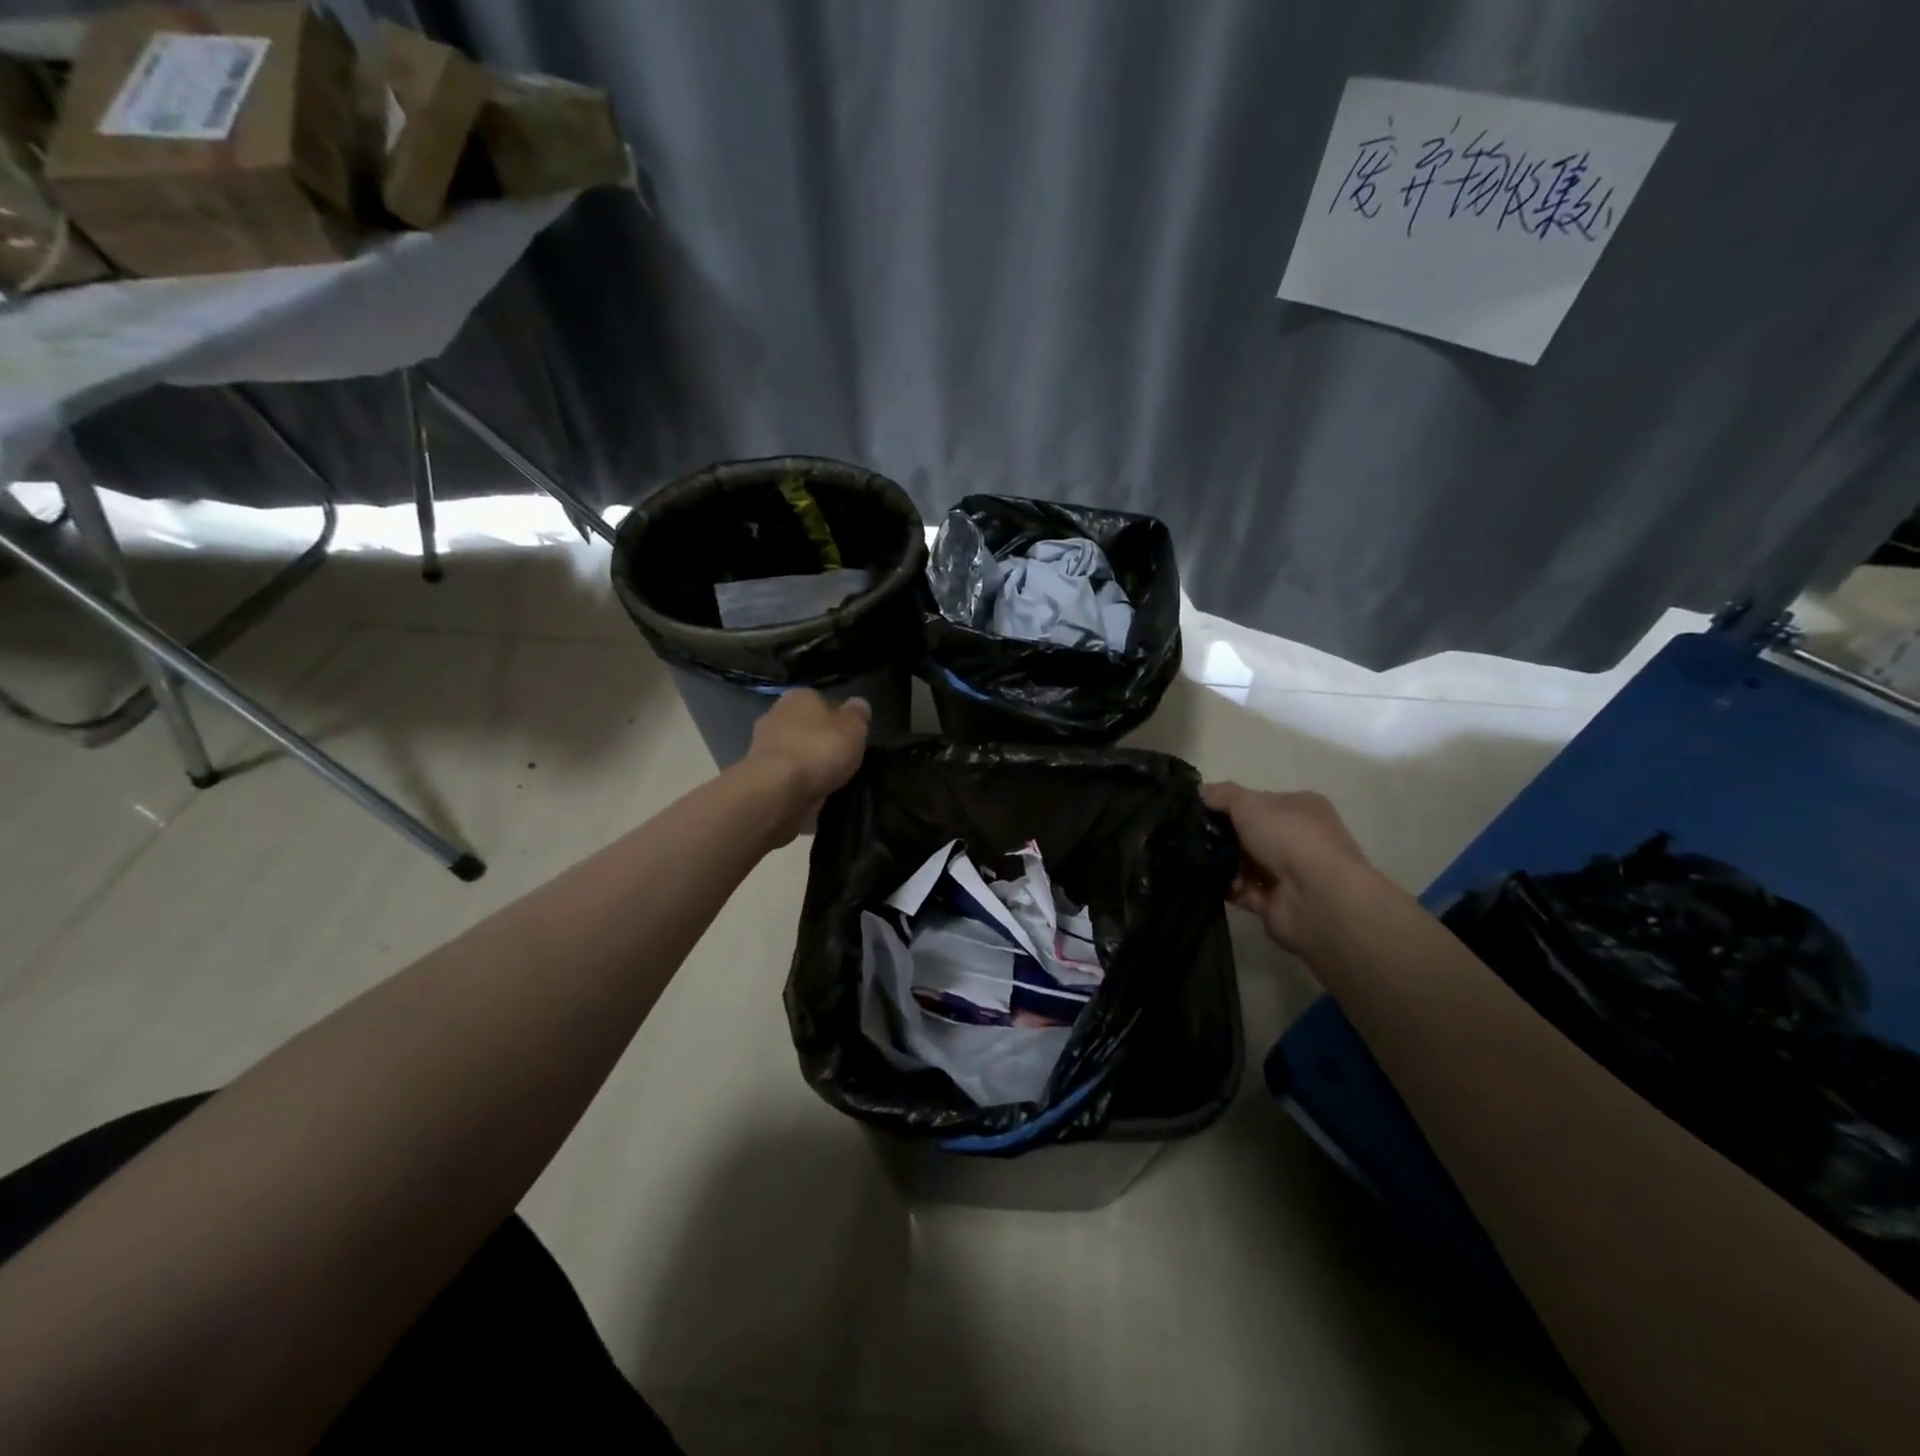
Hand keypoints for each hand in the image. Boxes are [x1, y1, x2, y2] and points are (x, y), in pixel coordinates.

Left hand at [745, 689, 871, 840]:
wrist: (777, 788)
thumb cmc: (819, 749)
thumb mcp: (853, 728)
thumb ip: (857, 715)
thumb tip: (859, 703)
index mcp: (799, 696)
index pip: (819, 700)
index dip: (835, 716)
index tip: (846, 734)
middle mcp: (775, 714)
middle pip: (802, 724)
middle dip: (816, 737)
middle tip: (838, 756)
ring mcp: (762, 745)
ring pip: (792, 749)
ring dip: (805, 761)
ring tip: (826, 778)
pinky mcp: (758, 773)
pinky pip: (784, 772)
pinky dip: (795, 780)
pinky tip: (810, 791)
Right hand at [1200, 783, 1372, 954]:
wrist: (1318, 898)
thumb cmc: (1288, 838)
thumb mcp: (1249, 803)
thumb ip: (1222, 795)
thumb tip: (1200, 793)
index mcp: (1300, 808)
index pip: (1258, 802)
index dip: (1229, 804)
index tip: (1199, 810)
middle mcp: (1298, 839)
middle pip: (1249, 834)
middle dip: (1221, 836)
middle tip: (1191, 837)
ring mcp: (1288, 873)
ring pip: (1243, 863)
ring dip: (1221, 863)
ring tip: (1196, 860)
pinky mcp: (1276, 903)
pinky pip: (1243, 891)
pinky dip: (1227, 887)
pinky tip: (1211, 882)